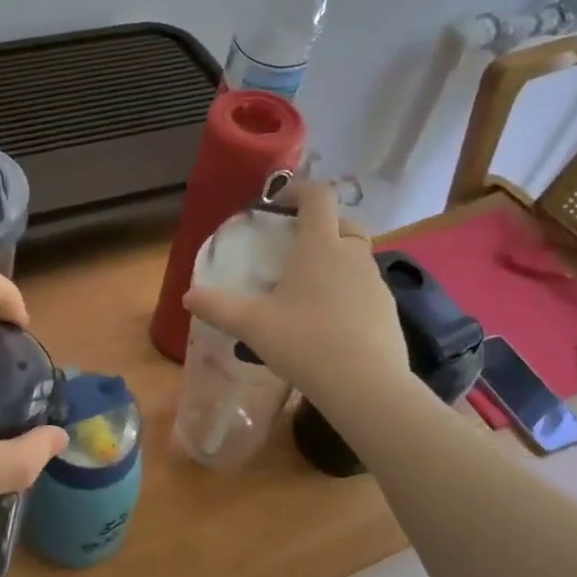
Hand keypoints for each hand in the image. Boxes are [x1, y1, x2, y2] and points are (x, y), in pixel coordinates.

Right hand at [183, 181, 417, 411]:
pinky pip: (365, 288)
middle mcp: (353, 256)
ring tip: (309, 289)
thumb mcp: (252, 326)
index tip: (278, 203)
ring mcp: (375, 283)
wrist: (367, 387)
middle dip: (322, 225)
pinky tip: (330, 321)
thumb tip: (188, 296)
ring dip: (336, 260)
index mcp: (320, 247)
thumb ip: (217, 307)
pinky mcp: (388, 310)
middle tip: (295, 247)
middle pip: (344, 223)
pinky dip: (349, 291)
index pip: (318, 196)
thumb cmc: (306, 342)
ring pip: (357, 257)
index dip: (299, 190)